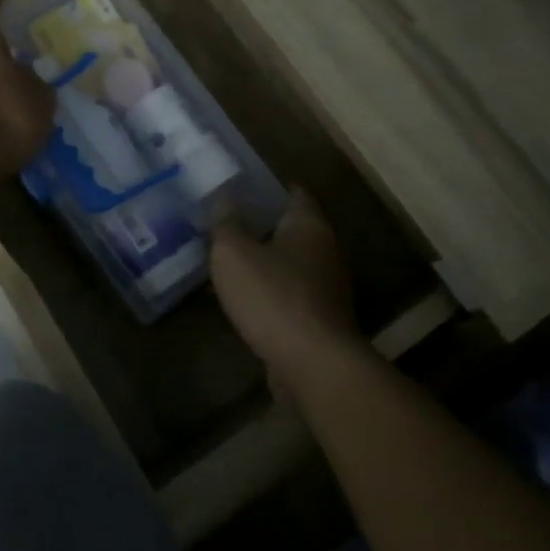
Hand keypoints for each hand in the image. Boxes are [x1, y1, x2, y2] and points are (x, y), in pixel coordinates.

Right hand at [210, 190, 361, 393]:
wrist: (311, 364)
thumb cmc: (272, 295)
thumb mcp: (233, 252)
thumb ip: (226, 222)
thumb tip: (224, 196)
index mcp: (308, 226)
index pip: (295, 194)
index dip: (270, 188)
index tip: (243, 186)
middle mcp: (325, 251)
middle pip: (292, 229)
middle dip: (262, 226)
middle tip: (227, 222)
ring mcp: (325, 289)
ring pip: (289, 264)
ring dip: (263, 261)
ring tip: (227, 260)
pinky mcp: (318, 320)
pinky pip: (287, 294)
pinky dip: (267, 291)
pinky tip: (241, 298)